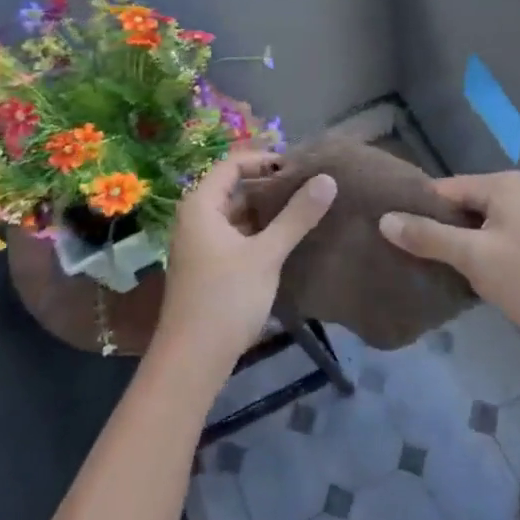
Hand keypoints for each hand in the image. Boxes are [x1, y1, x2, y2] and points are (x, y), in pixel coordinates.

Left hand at [156, 153, 335, 377]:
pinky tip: (287, 239)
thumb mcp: (266, 254)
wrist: (192, 360)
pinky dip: (259, 232)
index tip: (299, 165)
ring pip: (237, 214)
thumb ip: (296, 216)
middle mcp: (196, 218)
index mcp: (201, 205)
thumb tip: (327, 179)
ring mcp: (200, 244)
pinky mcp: (209, 266)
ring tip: (305, 208)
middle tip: (309, 185)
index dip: (264, 159)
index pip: (232, 164)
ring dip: (267, 210)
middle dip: (269, 185)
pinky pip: (236, 235)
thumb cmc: (225, 298)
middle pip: (233, 187)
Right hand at [380, 170, 519, 360]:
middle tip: (395, 255)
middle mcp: (514, 196)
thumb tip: (384, 219)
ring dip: (451, 249)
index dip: (413, 209)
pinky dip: (473, 261)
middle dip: (431, 231)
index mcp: (501, 186)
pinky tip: (453, 282)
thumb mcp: (477, 257)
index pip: (441, 189)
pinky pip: (491, 247)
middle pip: (457, 208)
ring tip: (415, 270)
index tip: (382, 231)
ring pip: (474, 231)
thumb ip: (429, 237)